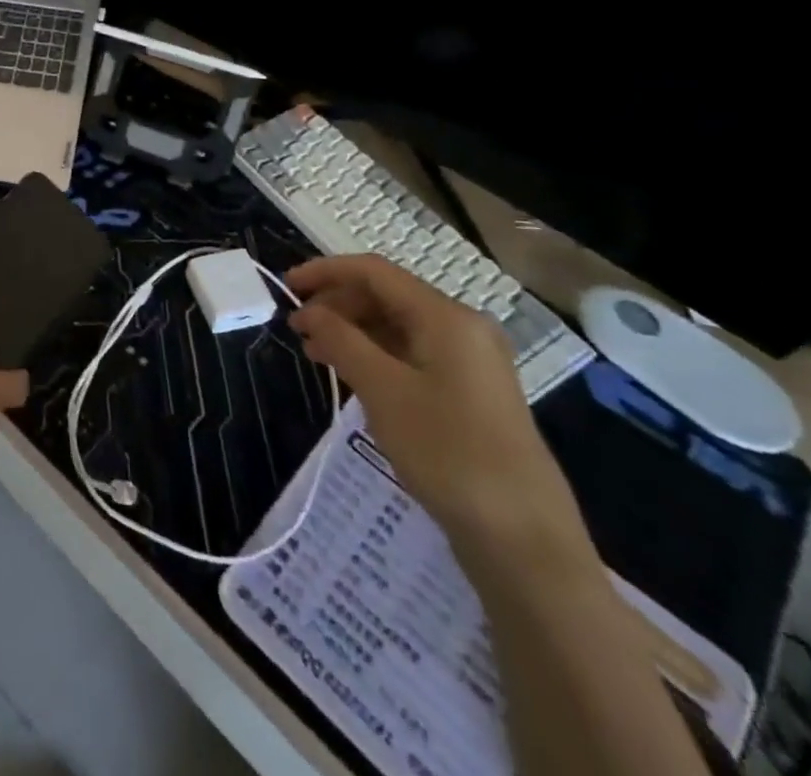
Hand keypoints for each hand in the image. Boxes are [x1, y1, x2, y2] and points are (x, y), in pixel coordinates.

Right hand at [288, 255, 592, 571]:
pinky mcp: (469, 393)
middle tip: (297, 329)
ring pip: (398, 326)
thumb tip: (311, 311)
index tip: (287, 287)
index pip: (375, 272)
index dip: (326, 272)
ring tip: (315, 353)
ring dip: (352, 331)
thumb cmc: (448, 452)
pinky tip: (351, 375)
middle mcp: (462, 328)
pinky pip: (412, 354)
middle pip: (387, 296)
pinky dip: (375, 355)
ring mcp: (470, 362)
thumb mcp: (383, 390)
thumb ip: (341, 340)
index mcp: (446, 317)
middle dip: (337, 304)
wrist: (524, 539)